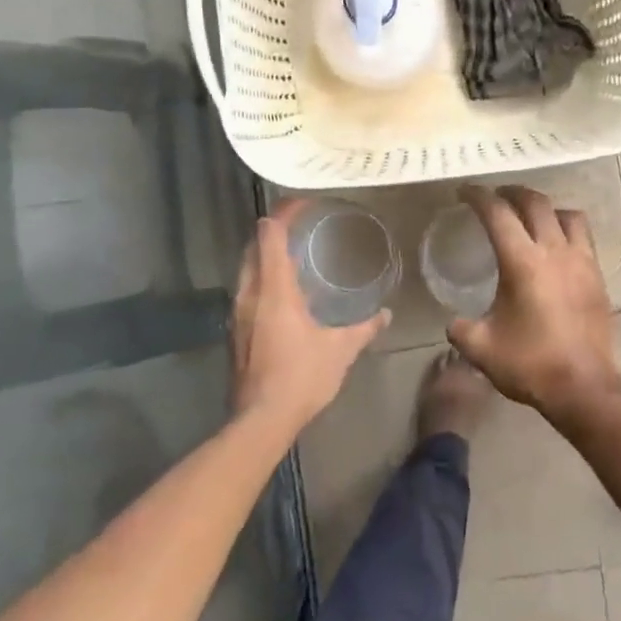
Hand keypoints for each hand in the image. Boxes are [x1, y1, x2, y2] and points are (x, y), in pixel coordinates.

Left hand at [232, 199, 389, 433]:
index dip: (284, 213)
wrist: (261, 419)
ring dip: (267, 256)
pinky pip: (248, 291)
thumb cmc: (301, 376)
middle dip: (273, 231)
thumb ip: (363, 328)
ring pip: (247, 270)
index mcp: (273, 289)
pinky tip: (285, 294)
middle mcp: (249, 294)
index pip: (270, 235)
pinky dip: (264, 279)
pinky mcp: (235, 332)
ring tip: (295, 255)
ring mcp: (237, 313)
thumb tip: (385, 314)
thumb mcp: (340, 350)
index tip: (302, 202)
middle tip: (301, 225)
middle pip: (254, 247)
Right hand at [446, 186, 620, 418]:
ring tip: (531, 217)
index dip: (478, 196)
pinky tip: (556, 248)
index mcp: (522, 262)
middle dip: (512, 193)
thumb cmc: (531, 364)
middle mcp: (555, 252)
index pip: (498, 213)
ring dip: (546, 208)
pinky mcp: (598, 277)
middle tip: (495, 196)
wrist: (585, 387)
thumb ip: (460, 328)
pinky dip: (566, 230)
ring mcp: (582, 262)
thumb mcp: (481, 348)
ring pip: (568, 215)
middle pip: (535, 203)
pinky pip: (584, 238)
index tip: (465, 191)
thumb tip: (454, 322)